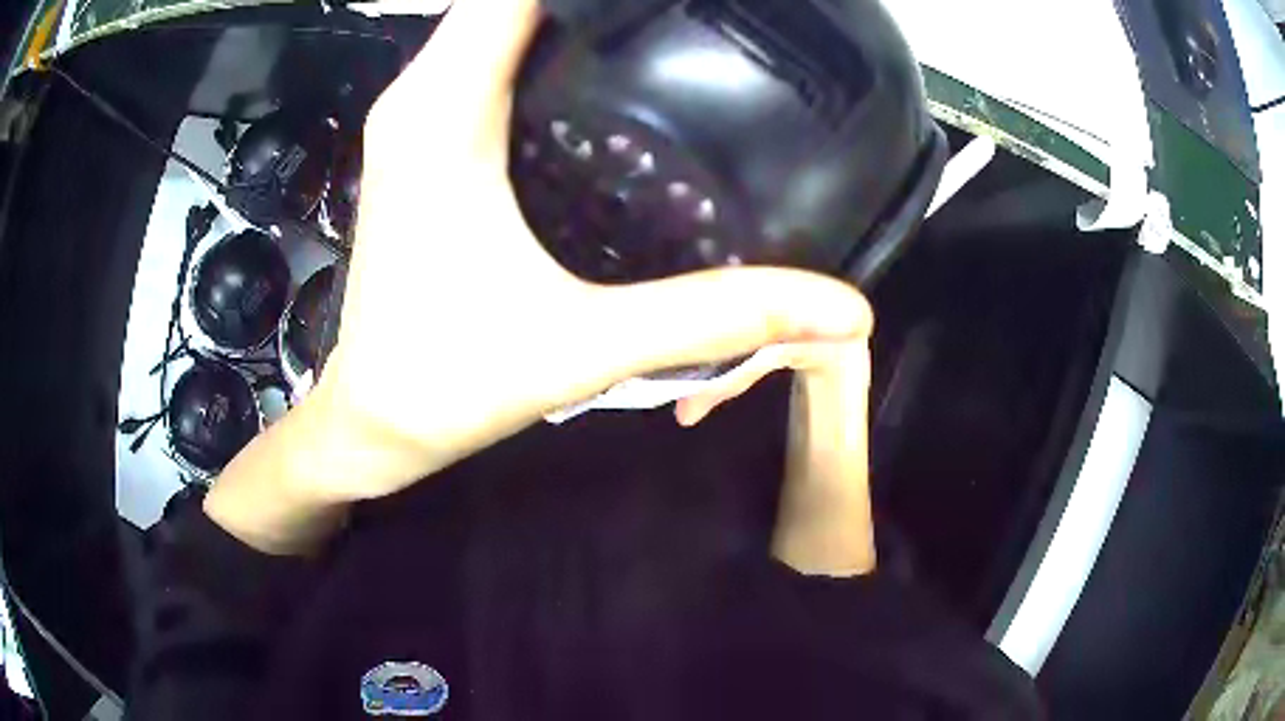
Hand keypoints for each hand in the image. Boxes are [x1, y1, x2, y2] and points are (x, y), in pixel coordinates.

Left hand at [205, 0, 871, 551]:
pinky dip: (532, 44)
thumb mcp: (590, 344)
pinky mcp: (416, 143)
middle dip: (596, 2)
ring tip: (650, 25)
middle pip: (507, 2)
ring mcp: (410, 119)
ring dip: (561, 16)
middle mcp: (418, 99)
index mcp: (445, 116)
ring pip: (488, 26)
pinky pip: (476, 60)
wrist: (377, 420)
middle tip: (687, 10)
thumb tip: (842, 303)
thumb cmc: (453, 383)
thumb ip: (717, 315)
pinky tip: (590, 67)